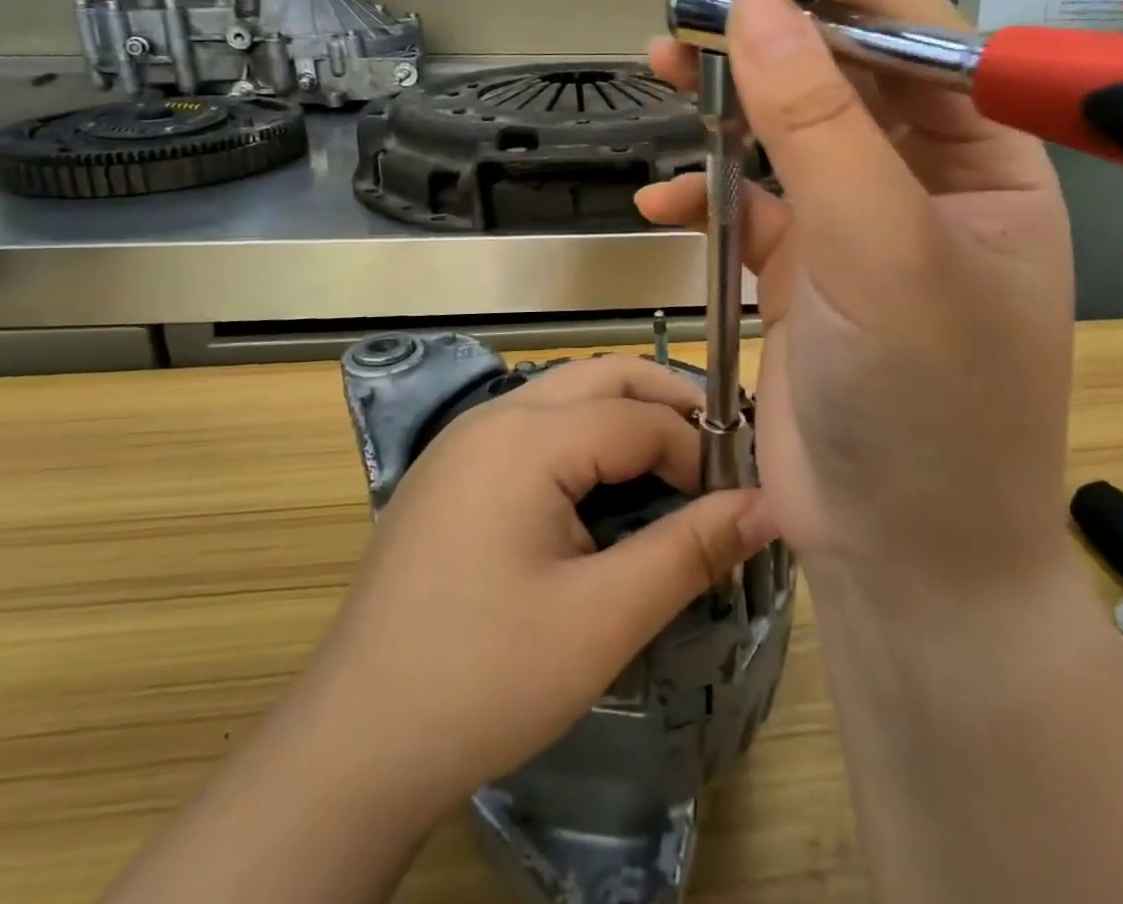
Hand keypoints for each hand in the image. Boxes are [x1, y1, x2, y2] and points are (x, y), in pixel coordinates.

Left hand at [311, 355, 777, 816]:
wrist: (353, 745)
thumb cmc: (485, 679)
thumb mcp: (603, 619)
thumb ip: (691, 551)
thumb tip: (770, 506)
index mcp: (526, 438)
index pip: (640, 418)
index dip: (698, 454)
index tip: (734, 502)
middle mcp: (493, 416)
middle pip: (604, 377)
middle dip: (668, 403)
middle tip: (717, 456)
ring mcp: (464, 439)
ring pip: (567, 393)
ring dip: (626, 414)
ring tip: (671, 466)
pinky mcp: (451, 470)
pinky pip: (535, 423)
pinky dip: (584, 435)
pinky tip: (600, 488)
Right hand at [638, 0, 1077, 599]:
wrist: (907, 559)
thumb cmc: (927, 411)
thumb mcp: (881, 255)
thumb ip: (821, 130)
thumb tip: (757, 8)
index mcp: (982, 158)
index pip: (906, 23)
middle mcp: (927, 178)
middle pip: (843, 64)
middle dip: (771, 15)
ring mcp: (863, 225)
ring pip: (790, 127)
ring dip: (729, 97)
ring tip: (664, 64)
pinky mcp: (811, 272)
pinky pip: (756, 200)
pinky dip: (710, 187)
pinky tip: (667, 191)